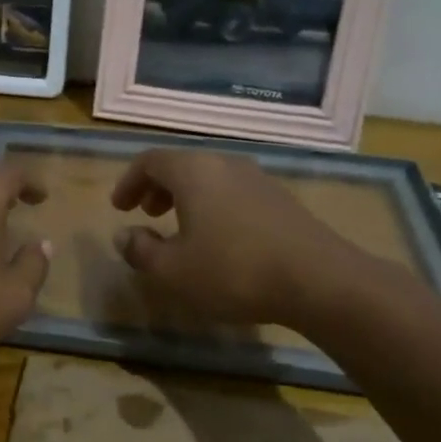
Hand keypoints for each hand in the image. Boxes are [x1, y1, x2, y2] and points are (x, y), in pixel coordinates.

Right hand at [110, 148, 378, 328]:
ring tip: (181, 228)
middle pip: (182, 166)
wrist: (320, 280)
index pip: (150, 161)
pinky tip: (219, 240)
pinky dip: (214, 206)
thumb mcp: (173, 270)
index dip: (129, 181)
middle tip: (146, 212)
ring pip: (210, 178)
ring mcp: (258, 179)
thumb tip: (123, 235)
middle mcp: (224, 164)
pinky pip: (234, 192)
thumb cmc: (233, 270)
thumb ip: (141, 250)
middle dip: (158, 187)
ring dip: (187, 197)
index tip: (120, 207)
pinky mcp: (281, 199)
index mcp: (193, 172)